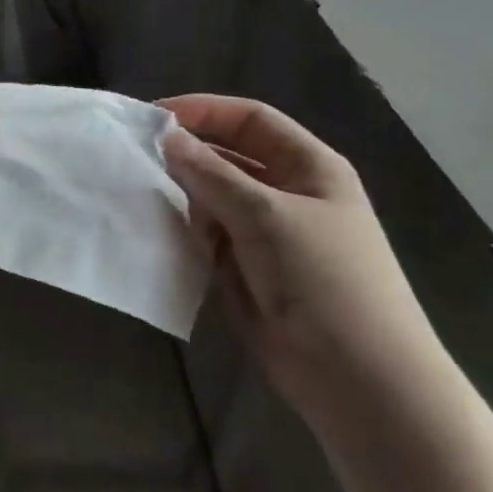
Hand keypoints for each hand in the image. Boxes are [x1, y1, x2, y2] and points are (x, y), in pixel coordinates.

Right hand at [161, 95, 444, 422]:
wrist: (358, 379)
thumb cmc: (323, 280)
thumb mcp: (266, 216)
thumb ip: (212, 174)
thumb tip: (167, 137)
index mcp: (309, 167)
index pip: (250, 120)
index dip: (204, 112)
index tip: (152, 117)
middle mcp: (289, 193)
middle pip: (229, 158)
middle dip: (187, 155)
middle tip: (134, 157)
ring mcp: (268, 234)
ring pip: (214, 199)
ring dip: (182, 195)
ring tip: (138, 193)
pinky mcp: (249, 270)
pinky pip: (209, 238)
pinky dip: (186, 232)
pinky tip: (157, 231)